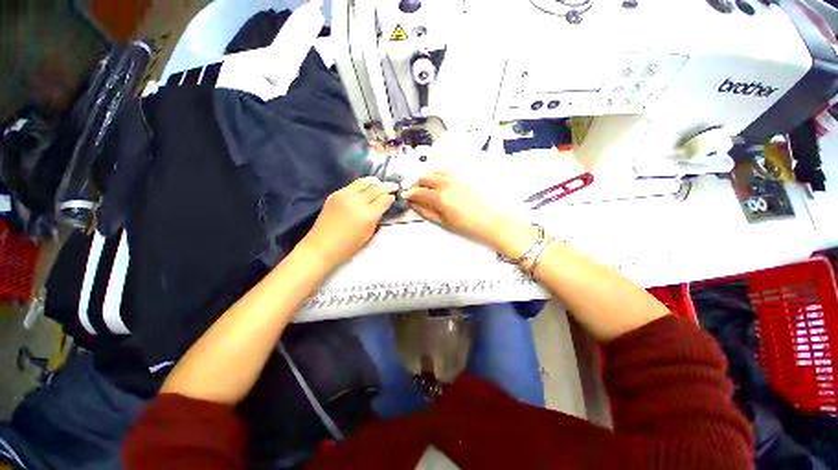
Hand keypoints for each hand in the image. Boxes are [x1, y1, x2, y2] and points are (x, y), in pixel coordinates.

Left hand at [301, 177, 396, 267]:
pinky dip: (362, 185)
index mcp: (367, 215)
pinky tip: (365, 189)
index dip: (392, 197)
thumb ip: (377, 217)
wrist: (322, 246)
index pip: (385, 199)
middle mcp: (357, 201)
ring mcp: (344, 195)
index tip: (395, 196)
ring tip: (380, 184)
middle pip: (376, 187)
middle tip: (394, 186)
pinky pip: (352, 185)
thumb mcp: (369, 233)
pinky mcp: (335, 194)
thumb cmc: (348, 246)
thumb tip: (383, 205)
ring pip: (364, 181)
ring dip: (375, 182)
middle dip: (387, 186)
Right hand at [404, 171, 512, 246]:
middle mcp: (446, 182)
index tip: (406, 196)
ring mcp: (456, 176)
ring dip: (425, 175)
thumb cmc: (470, 225)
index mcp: (439, 197)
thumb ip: (426, 211)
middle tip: (412, 189)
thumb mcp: (444, 222)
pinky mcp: (465, 173)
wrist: (494, 220)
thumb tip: (414, 204)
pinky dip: (438, 171)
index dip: (408, 194)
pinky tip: (437, 178)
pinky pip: (447, 168)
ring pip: (434, 170)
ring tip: (423, 183)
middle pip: (423, 177)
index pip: (417, 191)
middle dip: (414, 183)